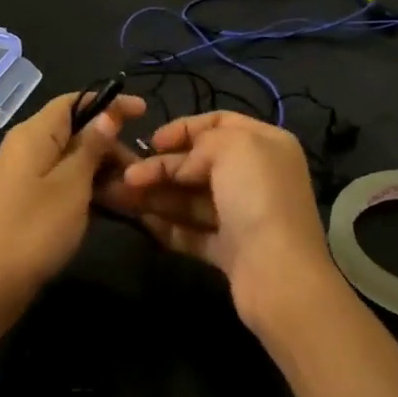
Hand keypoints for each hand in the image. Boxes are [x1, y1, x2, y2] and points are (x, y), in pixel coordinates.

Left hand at [0, 90, 145, 317]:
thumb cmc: (35, 228)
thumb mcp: (72, 185)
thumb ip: (91, 146)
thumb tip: (107, 113)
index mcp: (34, 133)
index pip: (75, 101)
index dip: (109, 103)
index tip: (145, 112)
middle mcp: (26, 146)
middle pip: (74, 130)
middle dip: (110, 144)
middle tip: (142, 169)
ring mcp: (24, 174)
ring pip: (70, 158)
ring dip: (102, 169)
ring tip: (133, 190)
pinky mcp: (25, 199)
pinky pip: (61, 180)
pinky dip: (86, 187)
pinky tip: (111, 205)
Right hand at [116, 111, 347, 338]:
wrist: (278, 274)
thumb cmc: (256, 197)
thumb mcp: (231, 147)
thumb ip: (201, 143)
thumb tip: (182, 164)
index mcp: (266, 144)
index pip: (220, 122)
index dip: (184, 128)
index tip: (152, 141)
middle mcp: (257, 176)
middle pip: (201, 163)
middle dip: (162, 166)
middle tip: (125, 175)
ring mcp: (243, 215)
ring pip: (192, 198)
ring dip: (156, 195)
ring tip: (119, 196)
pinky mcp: (230, 249)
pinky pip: (193, 231)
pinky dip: (168, 225)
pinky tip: (141, 221)